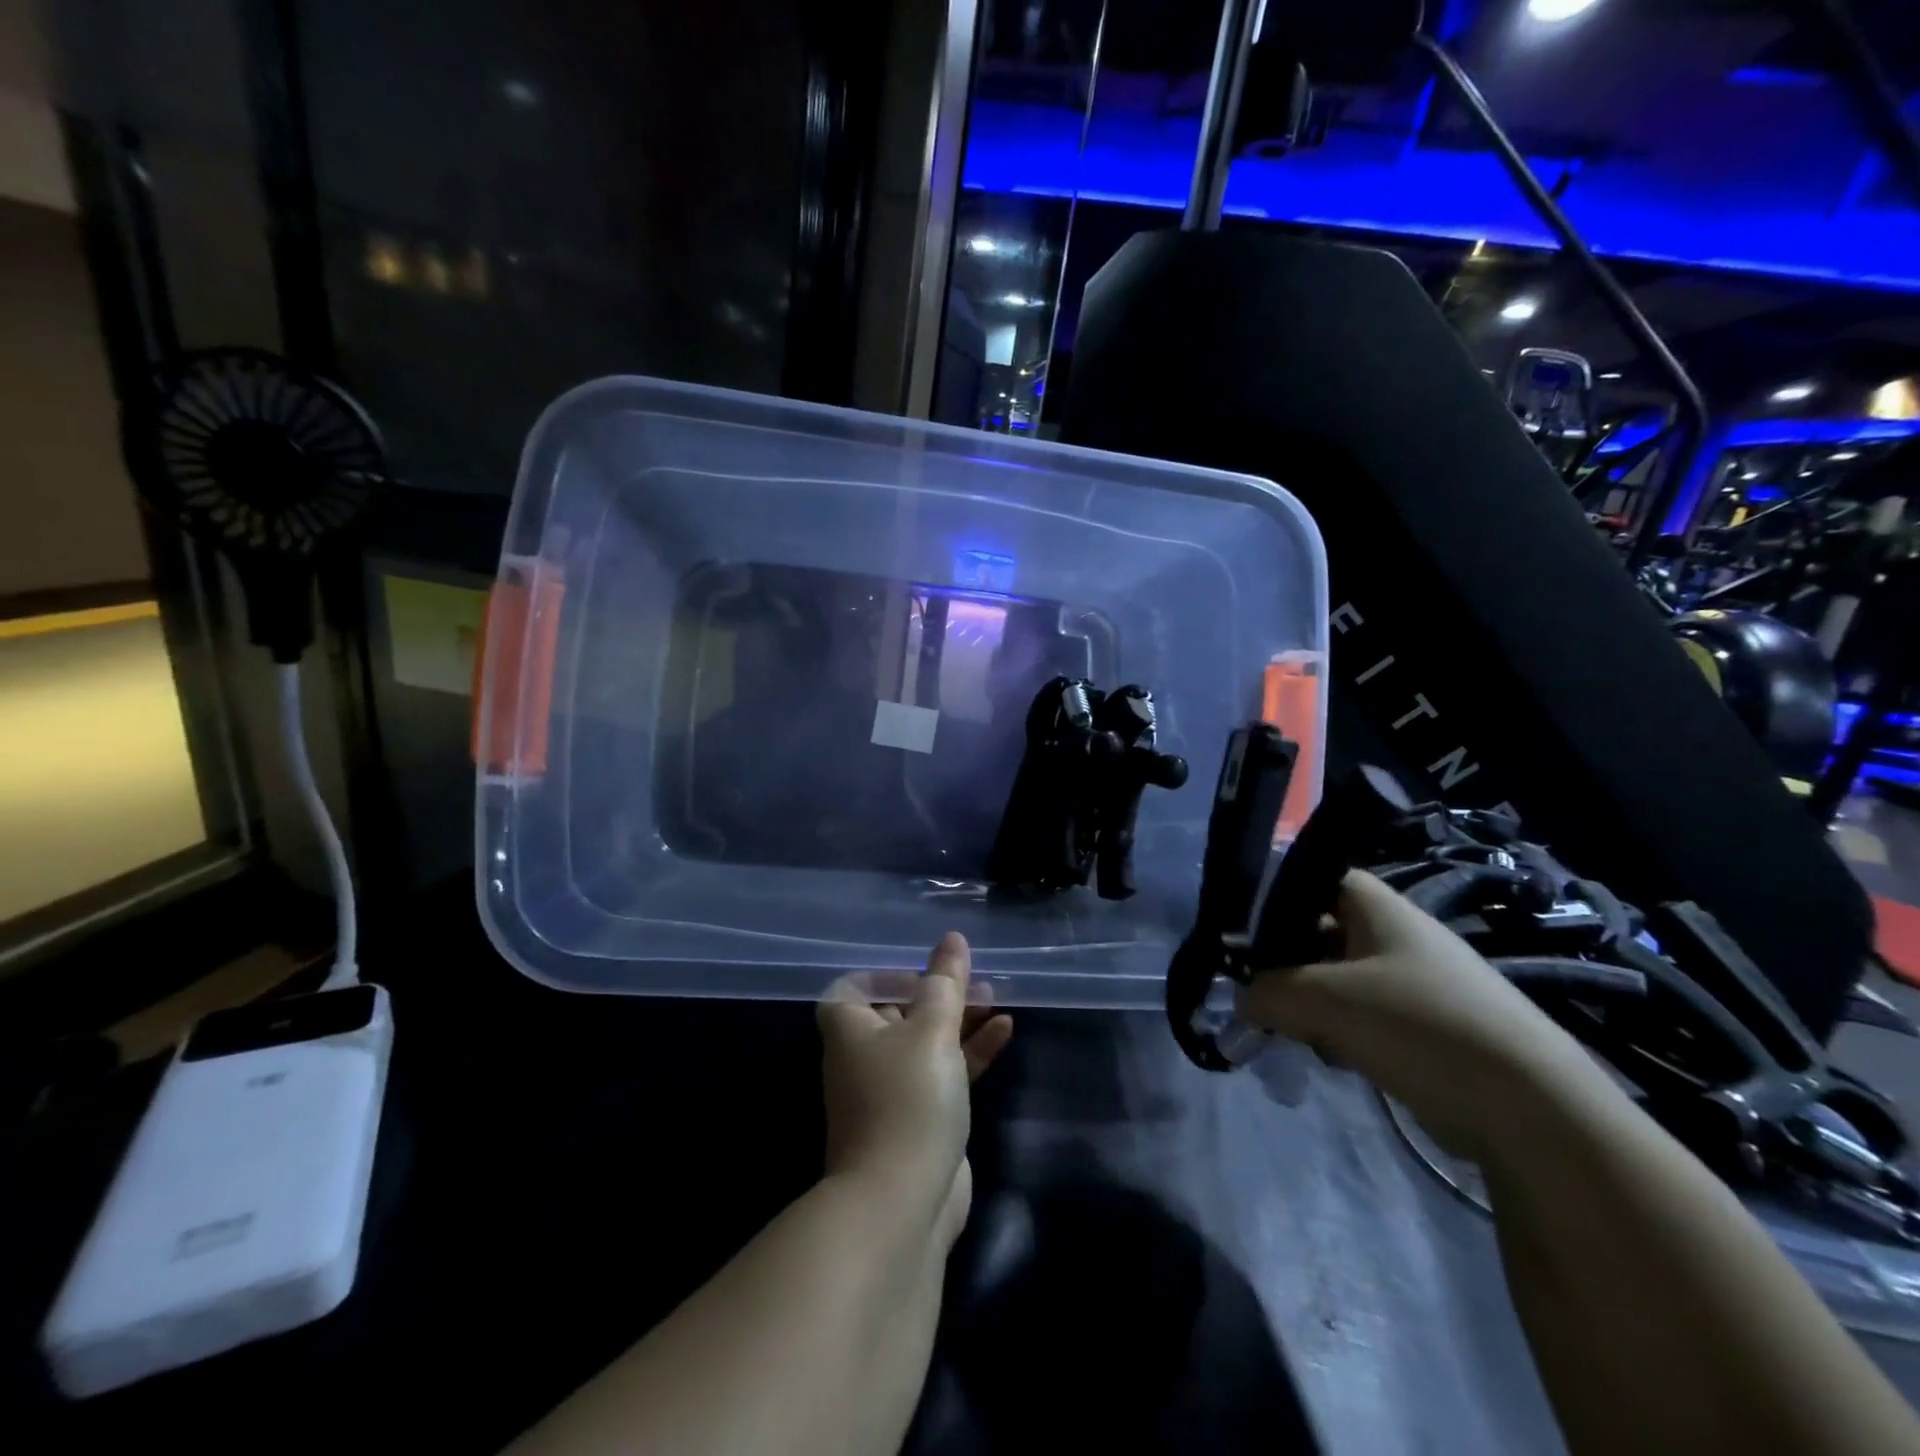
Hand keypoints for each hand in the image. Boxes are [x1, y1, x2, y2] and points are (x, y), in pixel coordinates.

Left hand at [819, 933, 1013, 1246]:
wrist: (902, 1202)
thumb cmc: (908, 1098)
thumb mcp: (931, 1030)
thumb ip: (945, 984)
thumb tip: (951, 939)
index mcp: (850, 1030)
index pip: (851, 988)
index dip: (885, 975)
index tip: (922, 972)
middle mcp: (864, 1057)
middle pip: (898, 1012)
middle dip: (936, 993)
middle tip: (973, 977)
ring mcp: (892, 1092)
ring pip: (926, 1042)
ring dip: (959, 1019)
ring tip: (996, 996)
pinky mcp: (920, 1120)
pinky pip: (945, 1073)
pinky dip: (970, 1052)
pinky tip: (1006, 1030)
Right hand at [1236, 870, 1616, 1163]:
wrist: (1530, 1110)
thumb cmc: (1417, 1025)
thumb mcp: (1324, 999)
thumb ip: (1268, 992)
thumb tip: (1242, 1000)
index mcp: (1379, 909)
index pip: (1316, 878)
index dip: (1278, 898)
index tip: (1248, 936)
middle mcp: (1399, 937)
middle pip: (1322, 933)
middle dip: (1288, 964)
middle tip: (1261, 995)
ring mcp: (1418, 984)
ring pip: (1341, 980)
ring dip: (1313, 1005)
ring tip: (1295, 1033)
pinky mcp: (1430, 1030)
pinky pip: (1368, 1017)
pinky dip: (1344, 1033)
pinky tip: (1335, 1059)